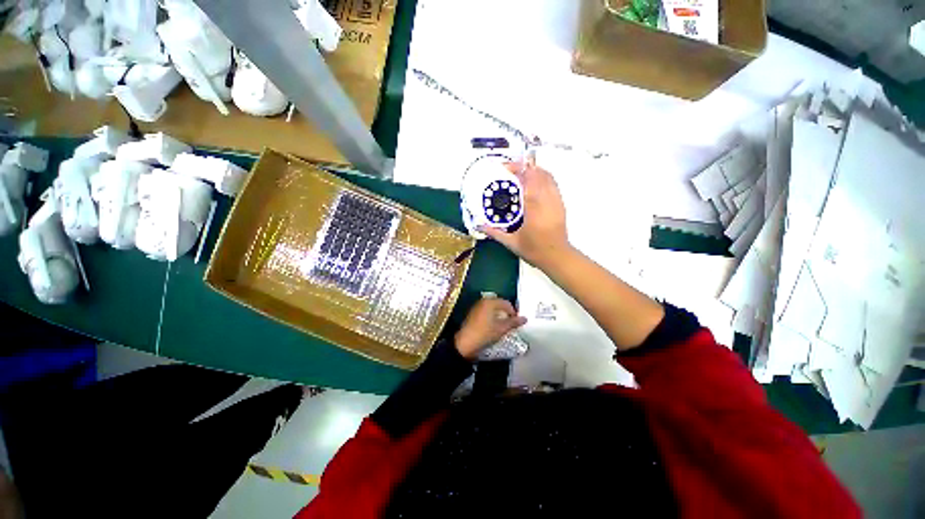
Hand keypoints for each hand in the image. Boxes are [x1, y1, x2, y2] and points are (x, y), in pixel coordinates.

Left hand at [454, 298, 526, 359]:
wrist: (465, 344)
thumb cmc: (485, 333)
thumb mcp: (501, 329)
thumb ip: (513, 322)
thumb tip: (524, 318)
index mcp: (490, 302)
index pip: (506, 303)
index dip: (513, 312)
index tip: (517, 323)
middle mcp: (483, 301)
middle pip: (499, 305)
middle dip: (506, 314)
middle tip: (511, 324)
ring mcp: (477, 307)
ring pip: (493, 309)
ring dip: (499, 316)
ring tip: (503, 327)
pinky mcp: (473, 314)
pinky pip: (486, 313)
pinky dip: (492, 318)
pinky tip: (493, 327)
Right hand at [479, 161, 571, 268]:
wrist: (556, 257)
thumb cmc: (534, 250)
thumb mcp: (511, 242)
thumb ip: (494, 232)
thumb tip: (479, 225)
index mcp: (534, 209)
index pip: (528, 180)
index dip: (518, 169)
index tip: (506, 168)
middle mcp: (547, 201)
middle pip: (539, 173)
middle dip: (525, 166)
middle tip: (511, 169)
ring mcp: (556, 201)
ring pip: (548, 176)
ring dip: (535, 170)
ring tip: (521, 173)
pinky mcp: (560, 204)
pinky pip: (553, 184)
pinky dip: (543, 178)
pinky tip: (534, 183)